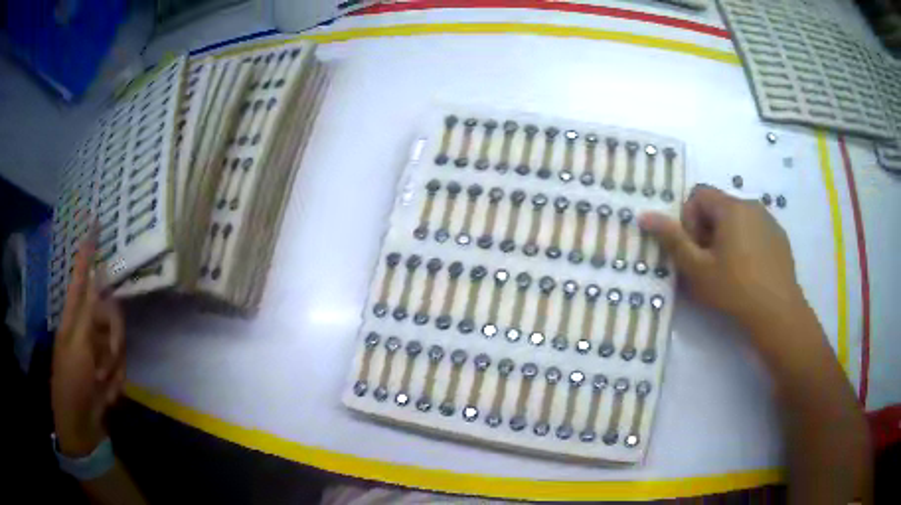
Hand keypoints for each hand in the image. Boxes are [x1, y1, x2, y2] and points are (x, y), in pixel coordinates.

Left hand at [51, 229, 124, 456]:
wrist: (80, 425)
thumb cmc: (72, 382)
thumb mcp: (78, 346)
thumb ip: (90, 311)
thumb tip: (99, 276)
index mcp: (74, 316)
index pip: (81, 274)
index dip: (88, 250)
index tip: (95, 222)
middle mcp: (87, 327)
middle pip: (111, 311)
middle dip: (113, 339)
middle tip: (103, 365)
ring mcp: (98, 349)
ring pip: (119, 341)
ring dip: (114, 366)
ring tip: (102, 384)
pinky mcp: (108, 368)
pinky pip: (122, 365)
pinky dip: (117, 382)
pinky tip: (107, 394)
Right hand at [639, 184, 805, 336]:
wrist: (778, 313)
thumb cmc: (734, 289)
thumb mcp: (697, 269)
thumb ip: (672, 240)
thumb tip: (644, 215)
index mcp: (730, 207)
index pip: (698, 194)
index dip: (689, 219)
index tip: (695, 249)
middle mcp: (751, 205)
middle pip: (718, 207)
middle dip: (707, 231)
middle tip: (709, 264)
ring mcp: (769, 220)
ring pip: (737, 220)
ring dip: (727, 238)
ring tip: (730, 271)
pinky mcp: (779, 237)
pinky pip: (755, 231)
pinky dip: (746, 244)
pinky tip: (749, 273)